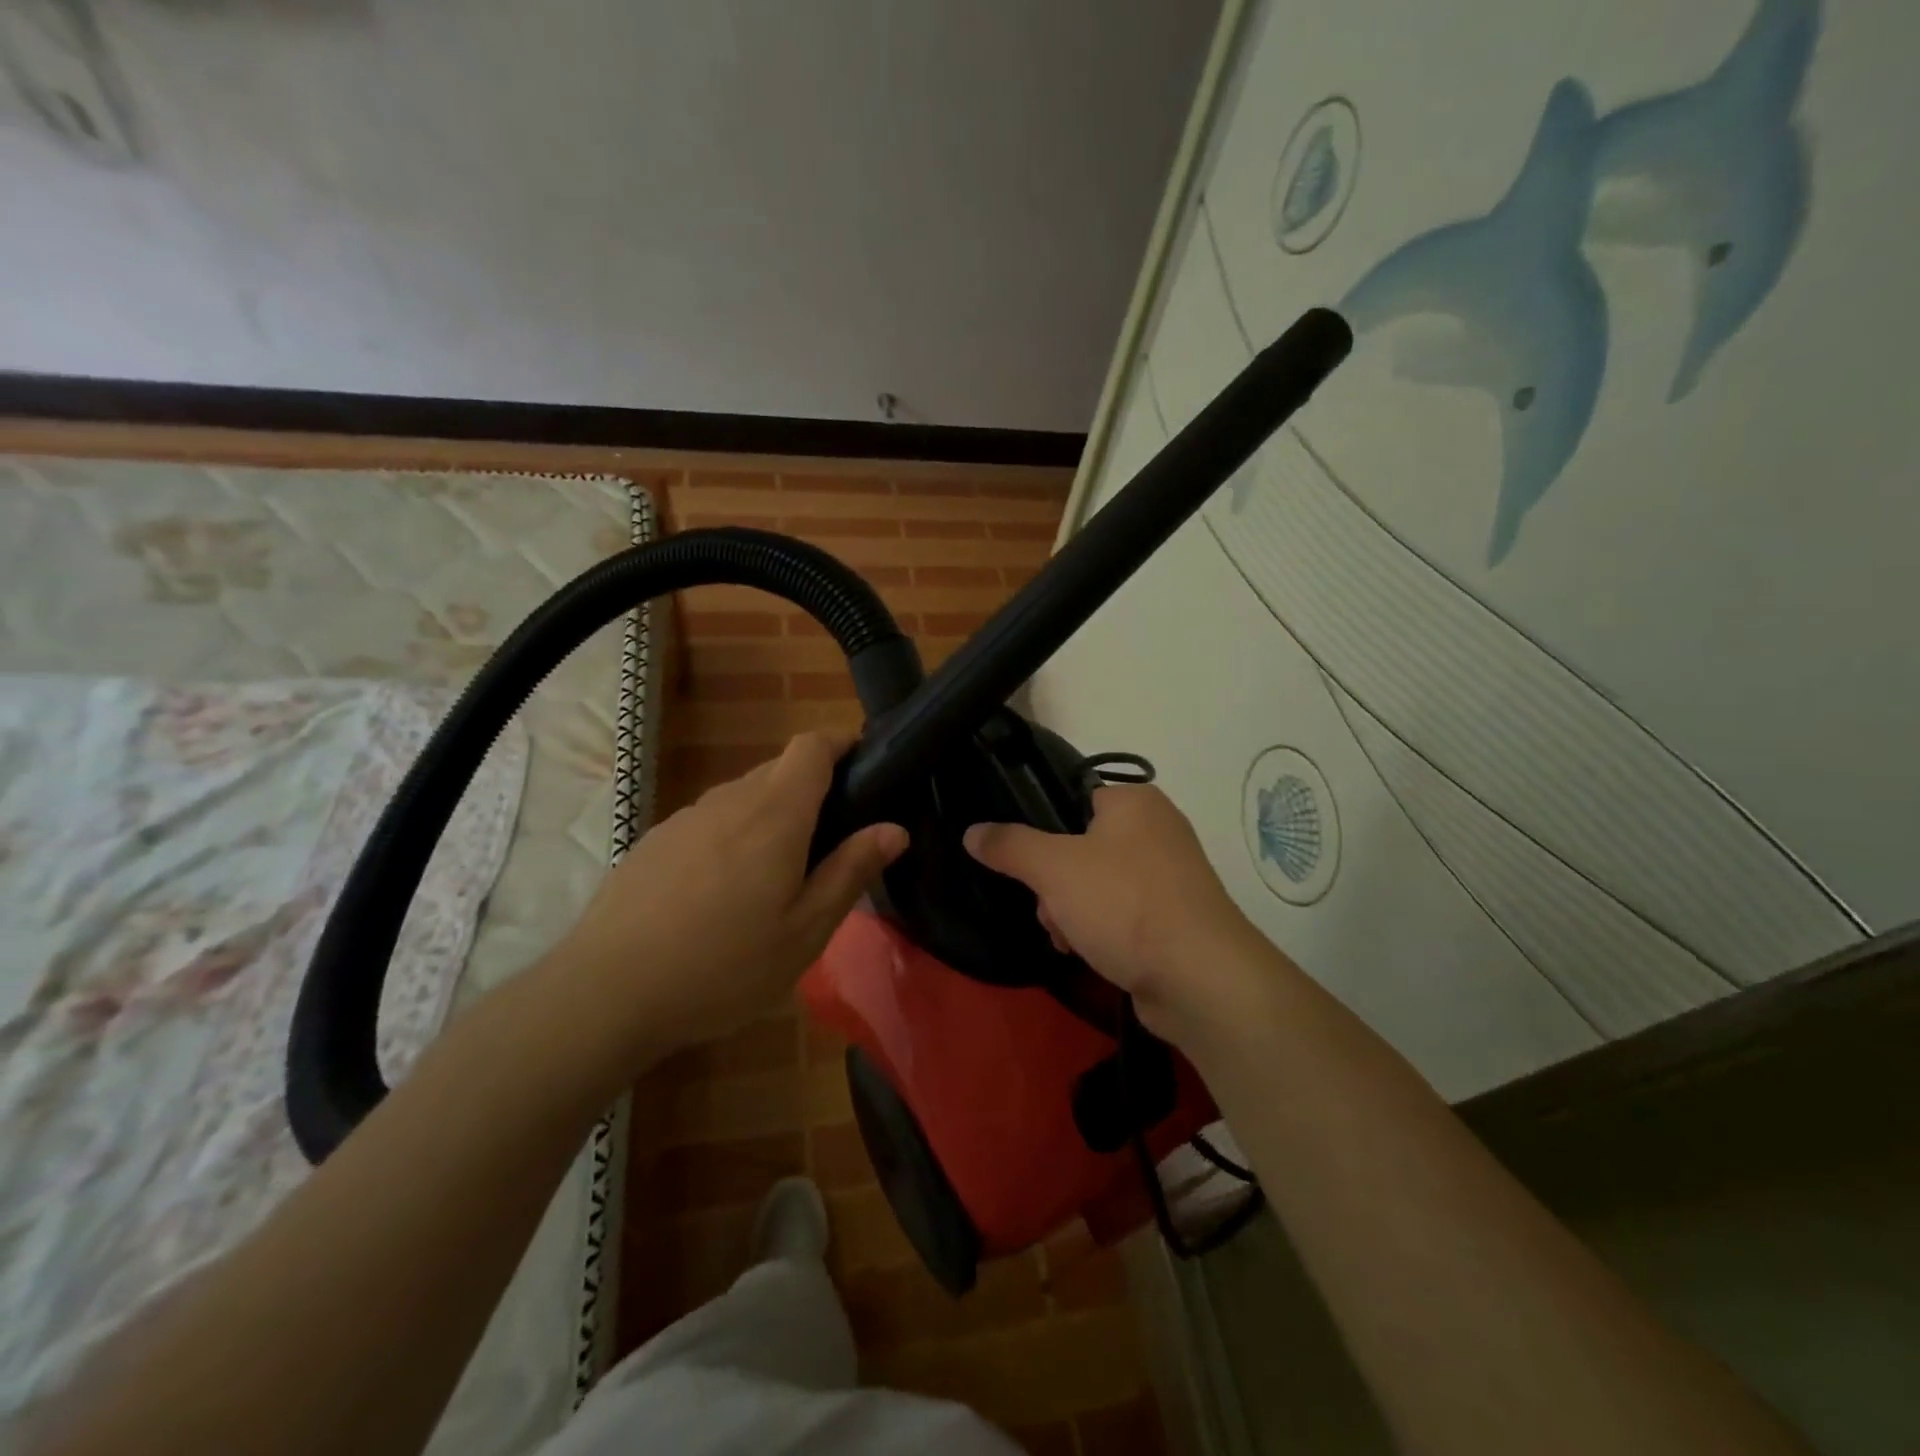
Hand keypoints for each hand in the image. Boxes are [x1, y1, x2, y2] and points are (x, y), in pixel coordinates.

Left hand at [548, 731, 906, 1059]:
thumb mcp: (805, 931)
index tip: (865, 764)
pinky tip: (722, 895)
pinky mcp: (655, 841)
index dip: (841, 743)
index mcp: (775, 813)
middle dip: (812, 789)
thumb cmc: (724, 965)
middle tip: (830, 844)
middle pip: (779, 769)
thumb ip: (851, 871)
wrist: (606, 992)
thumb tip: (895, 829)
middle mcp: (730, 800)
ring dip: (770, 817)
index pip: (812, 746)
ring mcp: (686, 818)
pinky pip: (710, 822)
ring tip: (776, 877)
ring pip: (743, 797)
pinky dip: (732, 837)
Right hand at [964, 785, 1268, 1040]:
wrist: (1201, 978)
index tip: (1024, 864)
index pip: (1072, 799)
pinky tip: (1088, 954)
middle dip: (1053, 885)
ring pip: (1096, 884)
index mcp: (1135, 802)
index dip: (1041, 830)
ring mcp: (1170, 877)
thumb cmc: (1124, 904)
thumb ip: (1009, 845)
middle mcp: (1157, 830)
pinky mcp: (1175, 918)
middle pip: (1079, 847)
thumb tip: (972, 832)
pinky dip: (1100, 931)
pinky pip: (1121, 914)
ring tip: (1068, 939)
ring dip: (1070, 913)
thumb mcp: (1053, 867)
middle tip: (1049, 909)